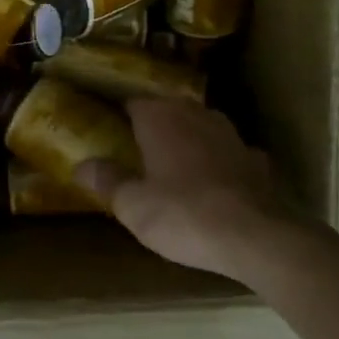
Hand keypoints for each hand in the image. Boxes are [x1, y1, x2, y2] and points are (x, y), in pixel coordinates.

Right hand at [76, 98, 290, 280]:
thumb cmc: (183, 215)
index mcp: (159, 118)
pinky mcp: (255, 159)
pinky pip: (227, 153)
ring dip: (186, 140)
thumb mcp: (132, 205)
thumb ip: (106, 181)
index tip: (104, 127)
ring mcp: (230, 135)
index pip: (131, 102)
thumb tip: (82, 165)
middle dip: (152, 126)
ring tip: (171, 163)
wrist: (256, 237)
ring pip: (200, 128)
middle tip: (134, 147)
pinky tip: (212, 182)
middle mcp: (195, 115)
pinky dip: (217, 163)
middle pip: (167, 111)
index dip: (117, 114)